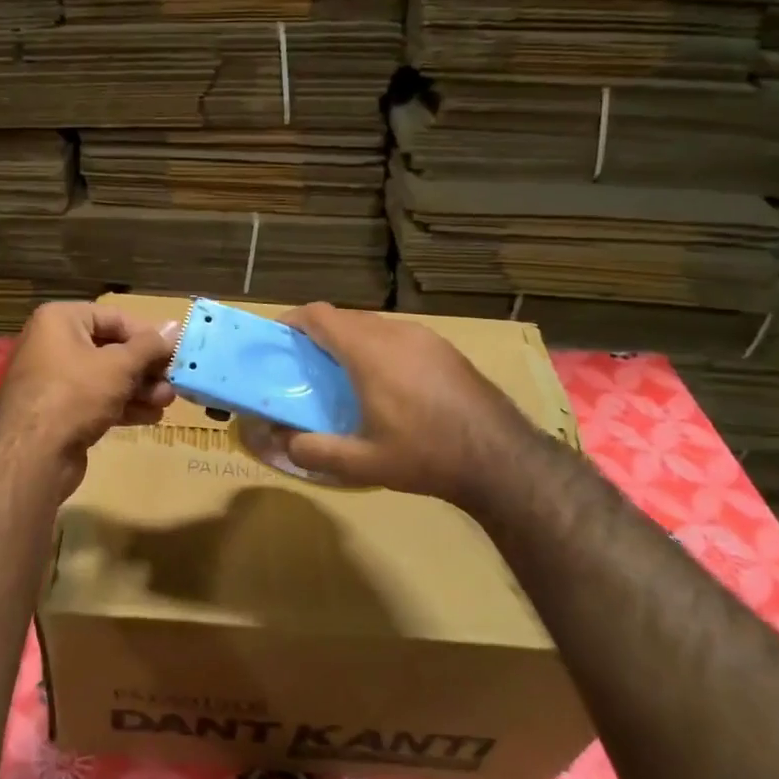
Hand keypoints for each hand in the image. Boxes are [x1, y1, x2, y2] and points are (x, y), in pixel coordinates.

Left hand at [0, 302, 177, 498]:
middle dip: (145, 368)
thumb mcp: (119, 365)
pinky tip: (150, 417)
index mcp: (60, 320)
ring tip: (167, 402)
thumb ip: (150, 346)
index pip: (114, 318)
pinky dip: (122, 406)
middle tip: (173, 382)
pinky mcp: (58, 412)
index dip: (147, 335)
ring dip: (139, 389)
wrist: (32, 455)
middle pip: (110, 350)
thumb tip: (176, 326)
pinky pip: (95, 401)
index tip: (174, 353)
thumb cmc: (75, 394)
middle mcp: (52, 344)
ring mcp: (53, 381)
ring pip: (105, 379)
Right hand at [274, 302, 518, 503]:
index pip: (319, 315)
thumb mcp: (362, 463)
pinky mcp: (445, 349)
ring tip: (341, 376)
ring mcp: (425, 338)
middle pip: (345, 318)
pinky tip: (384, 384)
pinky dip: (377, 348)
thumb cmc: (426, 455)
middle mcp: (396, 333)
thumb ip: (314, 450)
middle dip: (318, 335)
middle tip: (304, 366)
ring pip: (373, 326)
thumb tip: (283, 441)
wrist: (501, 458)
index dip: (292, 321)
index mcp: (370, 352)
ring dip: (350, 341)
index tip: (276, 339)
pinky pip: (398, 336)